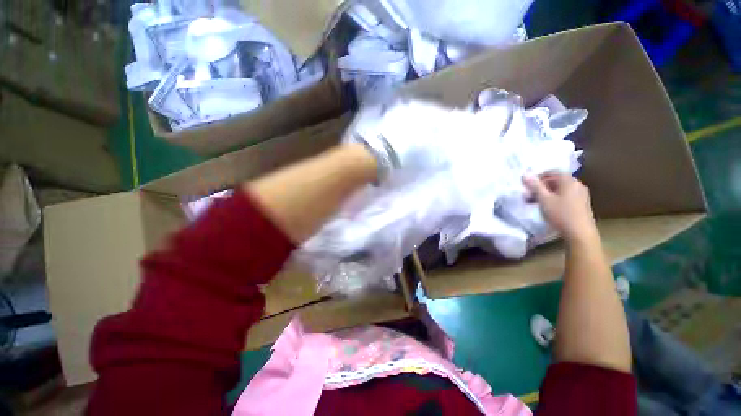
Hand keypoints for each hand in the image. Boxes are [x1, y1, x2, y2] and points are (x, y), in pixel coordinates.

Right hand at [522, 173, 596, 241]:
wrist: (580, 233)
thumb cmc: (561, 214)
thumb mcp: (544, 199)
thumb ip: (535, 186)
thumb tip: (525, 174)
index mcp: (569, 181)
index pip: (553, 172)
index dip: (539, 176)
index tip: (528, 184)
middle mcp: (577, 185)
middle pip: (557, 180)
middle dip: (541, 186)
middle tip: (529, 194)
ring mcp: (581, 195)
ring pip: (560, 189)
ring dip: (547, 193)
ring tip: (535, 202)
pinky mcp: (582, 204)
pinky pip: (566, 196)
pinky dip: (555, 198)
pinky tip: (548, 207)